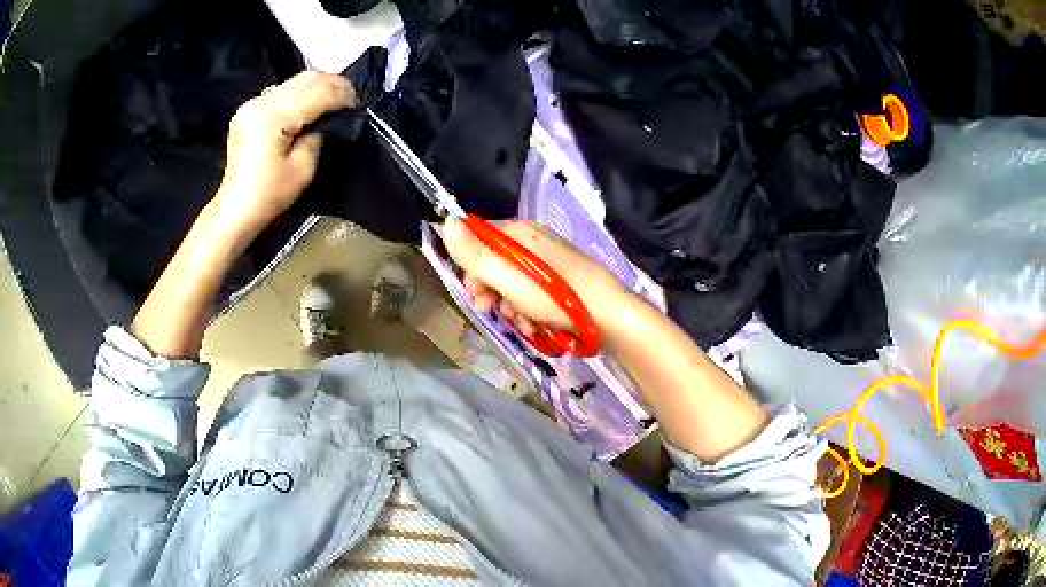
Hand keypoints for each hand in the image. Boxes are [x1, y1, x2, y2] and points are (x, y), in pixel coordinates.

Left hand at [215, 71, 357, 235]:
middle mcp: (261, 102)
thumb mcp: (303, 168)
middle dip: (333, 84)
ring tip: (333, 100)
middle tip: (351, 98)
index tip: (358, 105)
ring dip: (318, 87)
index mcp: (273, 117)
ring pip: (295, 81)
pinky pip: (281, 91)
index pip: (318, 93)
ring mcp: (252, 104)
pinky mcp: (248, 109)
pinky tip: (309, 106)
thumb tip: (327, 120)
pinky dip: (300, 94)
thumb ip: (318, 135)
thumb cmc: (269, 195)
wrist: (235, 209)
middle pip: (306, 79)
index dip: (343, 95)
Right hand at [442, 218, 628, 334]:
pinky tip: (535, 326)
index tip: (473, 292)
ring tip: (522, 323)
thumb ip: (476, 256)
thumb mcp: (510, 279)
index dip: (471, 267)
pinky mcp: (561, 282)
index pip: (480, 239)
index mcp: (521, 233)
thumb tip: (445, 222)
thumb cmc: (558, 297)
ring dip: (510, 306)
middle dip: (490, 292)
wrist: (610, 318)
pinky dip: (529, 311)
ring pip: (513, 283)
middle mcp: (534, 242)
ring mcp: (549, 263)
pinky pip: (533, 293)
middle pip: (496, 264)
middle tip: (491, 311)